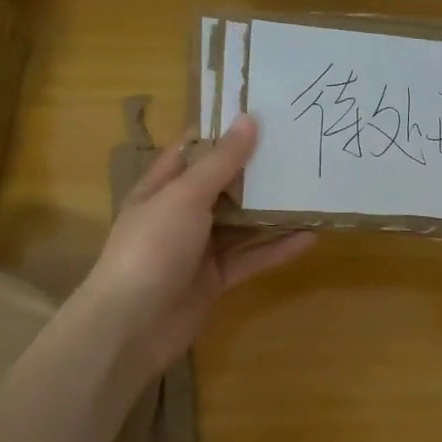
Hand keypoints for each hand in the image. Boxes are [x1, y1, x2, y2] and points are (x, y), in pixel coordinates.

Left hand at [81, 115, 314, 372]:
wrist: (132, 327)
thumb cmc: (152, 247)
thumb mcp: (185, 196)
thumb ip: (220, 162)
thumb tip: (248, 119)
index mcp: (161, 188)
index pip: (194, 150)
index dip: (223, 132)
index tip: (262, 114)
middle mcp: (179, 214)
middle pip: (222, 186)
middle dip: (255, 170)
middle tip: (297, 148)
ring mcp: (198, 249)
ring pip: (240, 223)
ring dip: (270, 210)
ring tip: (309, 190)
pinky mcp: (215, 279)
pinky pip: (250, 259)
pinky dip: (277, 249)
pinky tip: (309, 238)